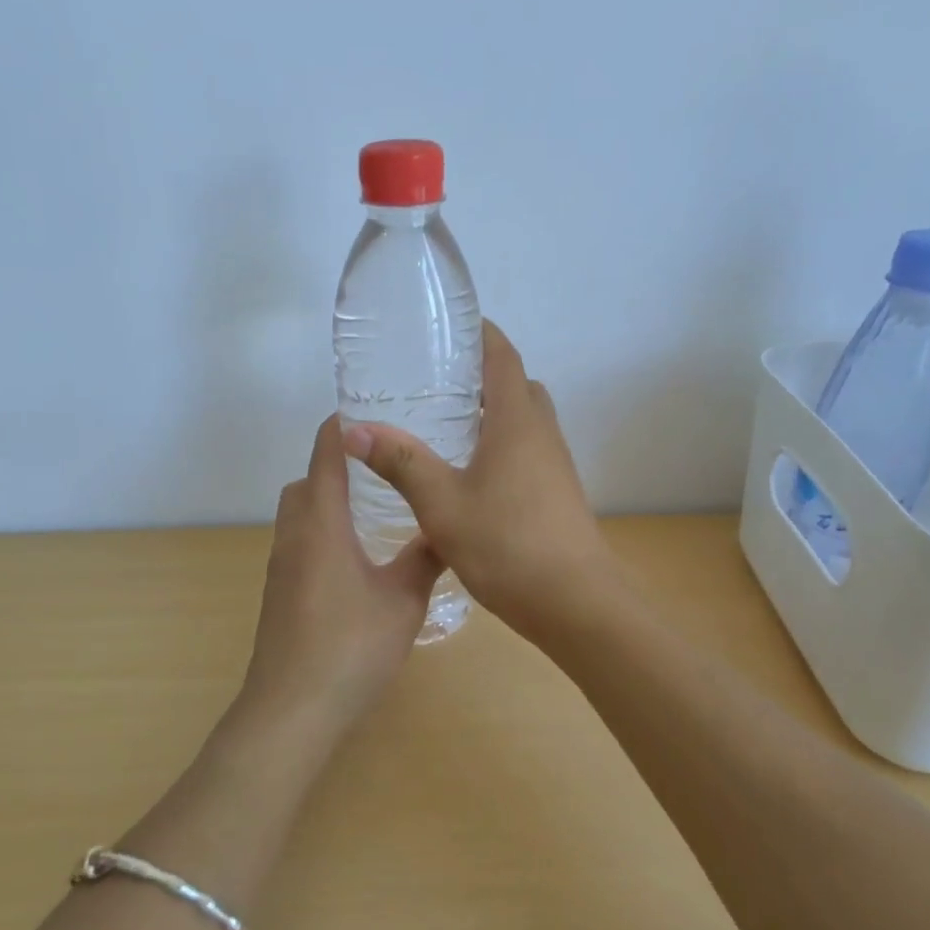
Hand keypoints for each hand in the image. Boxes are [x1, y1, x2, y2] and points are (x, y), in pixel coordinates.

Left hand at [240, 415, 445, 735]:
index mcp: (321, 521)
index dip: (347, 424)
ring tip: (376, 510)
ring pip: (299, 514)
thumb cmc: (351, 647)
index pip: (326, 451)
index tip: (380, 412)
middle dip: (338, 464)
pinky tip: (358, 560)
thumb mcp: (403, 600)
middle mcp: (293, 534)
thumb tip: (448, 530)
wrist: (292, 709)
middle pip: (306, 479)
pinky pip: (299, 543)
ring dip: (328, 501)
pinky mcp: (278, 593)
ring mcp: (280, 566)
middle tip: (386, 468)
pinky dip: (323, 533)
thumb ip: (425, 559)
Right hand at [341, 322, 617, 642]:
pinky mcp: (557, 494)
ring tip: (446, 426)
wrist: (575, 602)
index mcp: (517, 421)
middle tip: (438, 383)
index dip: (480, 334)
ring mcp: (555, 466)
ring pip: (525, 422)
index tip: (450, 327)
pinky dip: (501, 446)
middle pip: (517, 386)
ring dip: (494, 414)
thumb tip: (354, 428)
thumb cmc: (507, 544)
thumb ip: (401, 462)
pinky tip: (469, 475)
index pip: (502, 356)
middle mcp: (542, 434)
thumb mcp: (442, 503)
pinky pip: (528, 452)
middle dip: (483, 376)